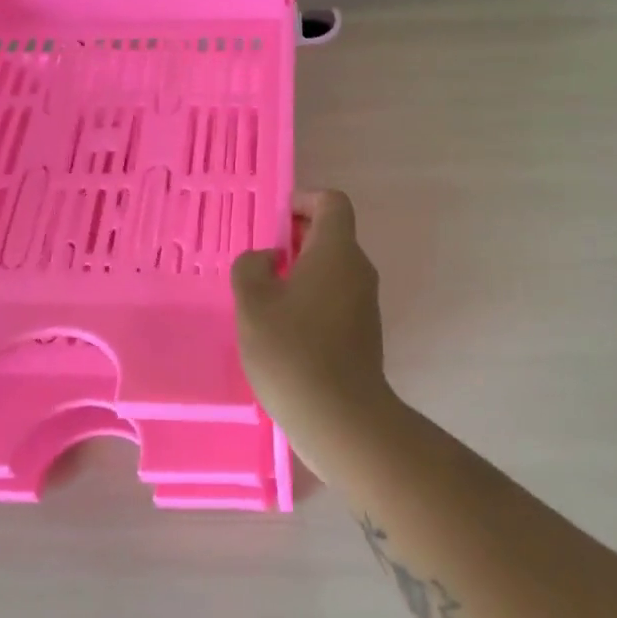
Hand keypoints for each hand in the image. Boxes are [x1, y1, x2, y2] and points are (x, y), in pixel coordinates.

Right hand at [232, 190, 391, 425]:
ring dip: (300, 271)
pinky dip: (310, 297)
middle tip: (259, 261)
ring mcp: (365, 302)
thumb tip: (265, 259)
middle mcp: (358, 270)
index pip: (332, 202)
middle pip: (332, 234)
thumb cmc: (292, 350)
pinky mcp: (363, 331)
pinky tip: (283, 328)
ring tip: (264, 297)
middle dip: (294, 238)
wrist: (340, 417)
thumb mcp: (253, 303)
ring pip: (332, 268)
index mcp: (337, 251)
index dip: (302, 201)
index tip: (273, 223)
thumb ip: (251, 268)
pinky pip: (335, 297)